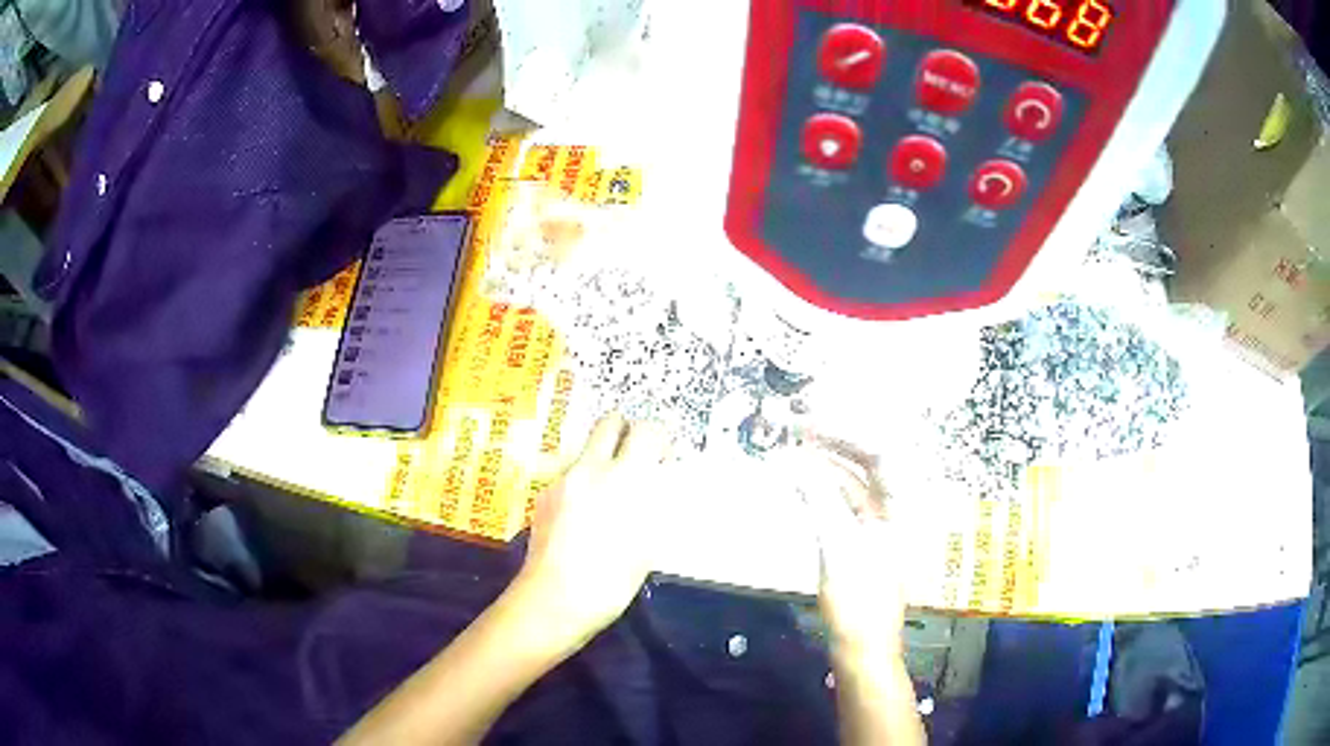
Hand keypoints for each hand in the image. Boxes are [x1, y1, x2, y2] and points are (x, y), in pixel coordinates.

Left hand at [510, 413, 670, 648]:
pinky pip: (569, 475)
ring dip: (601, 459)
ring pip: (586, 449)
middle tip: (636, 459)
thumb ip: (652, 504)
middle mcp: (590, 468)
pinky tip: (584, 516)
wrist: (553, 599)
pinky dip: (582, 483)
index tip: (664, 455)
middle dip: (626, 432)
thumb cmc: (611, 580)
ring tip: (608, 495)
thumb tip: (655, 484)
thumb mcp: (648, 544)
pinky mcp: (543, 496)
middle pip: (609, 422)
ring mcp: (562, 480)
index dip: (660, 437)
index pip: (647, 429)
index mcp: (625, 478)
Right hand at [788, 443, 906, 660]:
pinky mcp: (865, 535)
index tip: (808, 417)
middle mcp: (898, 505)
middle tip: (798, 422)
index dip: (842, 428)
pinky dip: (823, 486)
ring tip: (793, 445)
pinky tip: (801, 478)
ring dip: (825, 461)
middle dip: (834, 437)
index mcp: (905, 504)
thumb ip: (819, 499)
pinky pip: (845, 498)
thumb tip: (794, 461)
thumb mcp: (838, 549)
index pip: (879, 449)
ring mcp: (882, 520)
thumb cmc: (859, 601)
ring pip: (854, 477)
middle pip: (869, 457)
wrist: (863, 646)